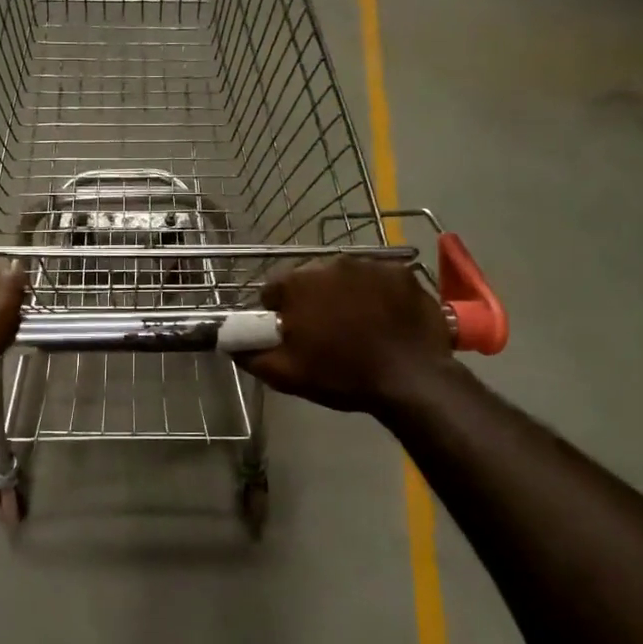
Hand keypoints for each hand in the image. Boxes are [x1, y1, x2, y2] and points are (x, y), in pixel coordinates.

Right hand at [240, 256, 456, 415]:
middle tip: (325, 332)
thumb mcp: (286, 375)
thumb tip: (231, 345)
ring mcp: (370, 265)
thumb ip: (251, 356)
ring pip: (345, 278)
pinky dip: (378, 295)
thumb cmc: (342, 375)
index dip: (277, 312)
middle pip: (310, 280)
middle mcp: (331, 264)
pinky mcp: (402, 273)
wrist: (411, 379)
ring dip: (344, 295)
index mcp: (298, 284)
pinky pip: (379, 280)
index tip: (290, 333)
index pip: (273, 290)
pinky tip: (385, 320)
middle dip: (312, 301)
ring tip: (358, 326)